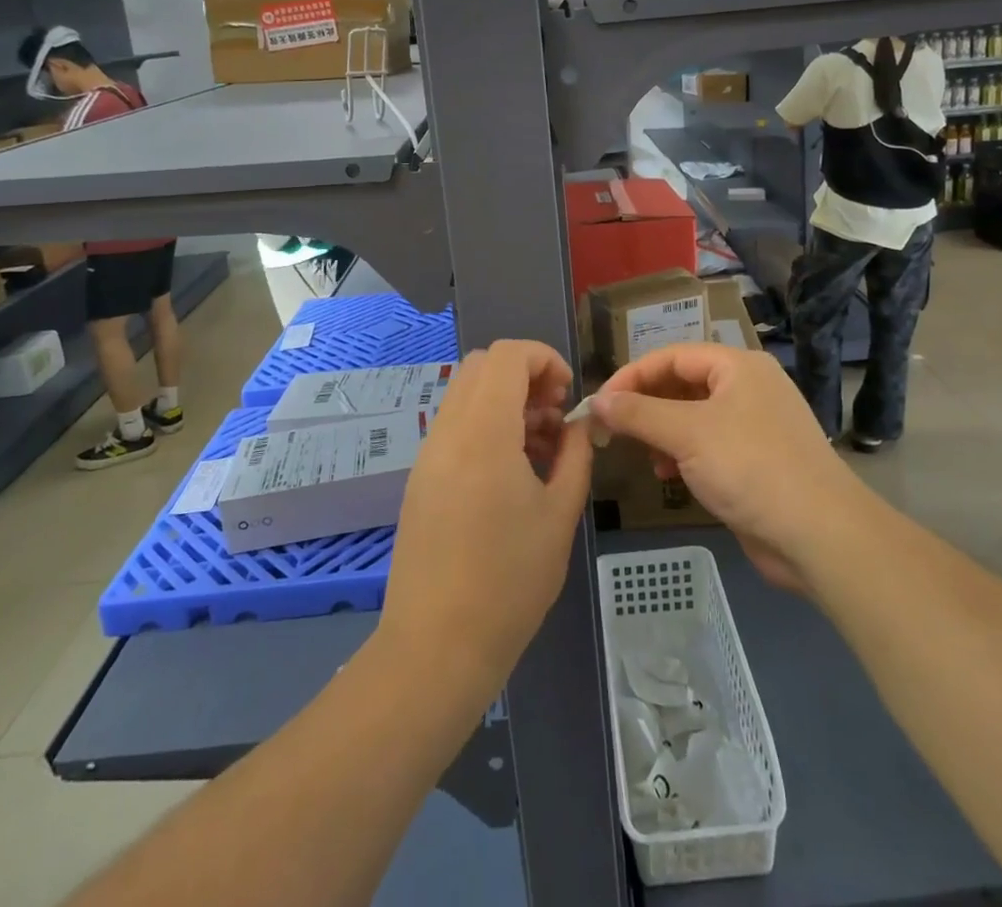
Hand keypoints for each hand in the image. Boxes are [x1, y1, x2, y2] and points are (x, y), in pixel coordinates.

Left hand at [380, 341, 593, 686]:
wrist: (436, 646)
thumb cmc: (509, 581)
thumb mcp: (560, 514)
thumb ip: (575, 454)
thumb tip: (580, 423)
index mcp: (484, 432)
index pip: (507, 354)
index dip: (544, 358)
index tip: (568, 395)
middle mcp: (448, 431)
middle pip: (483, 365)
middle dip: (526, 375)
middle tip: (555, 416)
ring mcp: (428, 454)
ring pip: (467, 394)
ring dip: (506, 401)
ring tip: (540, 448)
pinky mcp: (421, 478)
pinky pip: (455, 426)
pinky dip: (486, 425)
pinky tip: (512, 472)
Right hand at [590, 345, 863, 591]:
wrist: (819, 534)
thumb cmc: (750, 467)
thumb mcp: (686, 434)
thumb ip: (637, 413)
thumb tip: (597, 400)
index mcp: (738, 366)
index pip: (671, 356)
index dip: (632, 376)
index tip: (600, 403)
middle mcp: (748, 387)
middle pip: (683, 384)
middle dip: (646, 406)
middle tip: (613, 430)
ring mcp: (756, 425)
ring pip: (694, 417)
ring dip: (662, 432)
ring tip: (643, 455)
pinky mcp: (758, 461)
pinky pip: (709, 445)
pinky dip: (684, 454)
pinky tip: (669, 476)